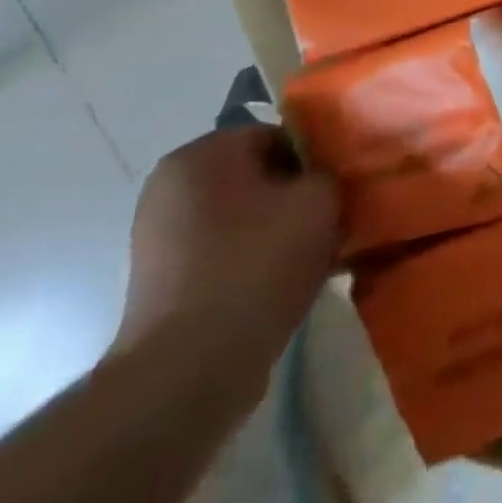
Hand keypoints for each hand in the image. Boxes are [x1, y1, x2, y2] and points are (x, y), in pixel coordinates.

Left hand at [117, 127, 340, 377]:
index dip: (316, 160)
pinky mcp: (163, 279)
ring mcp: (160, 235)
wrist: (191, 368)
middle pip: (259, 175)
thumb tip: (324, 177)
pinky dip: (256, 259)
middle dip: (298, 196)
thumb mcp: (319, 202)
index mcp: (201, 154)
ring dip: (281, 229)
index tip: (341, 190)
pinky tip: (287, 284)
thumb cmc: (257, 266)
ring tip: (316, 257)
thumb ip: (329, 172)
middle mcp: (171, 185)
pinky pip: (226, 250)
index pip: (277, 135)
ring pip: (245, 215)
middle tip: (333, 222)